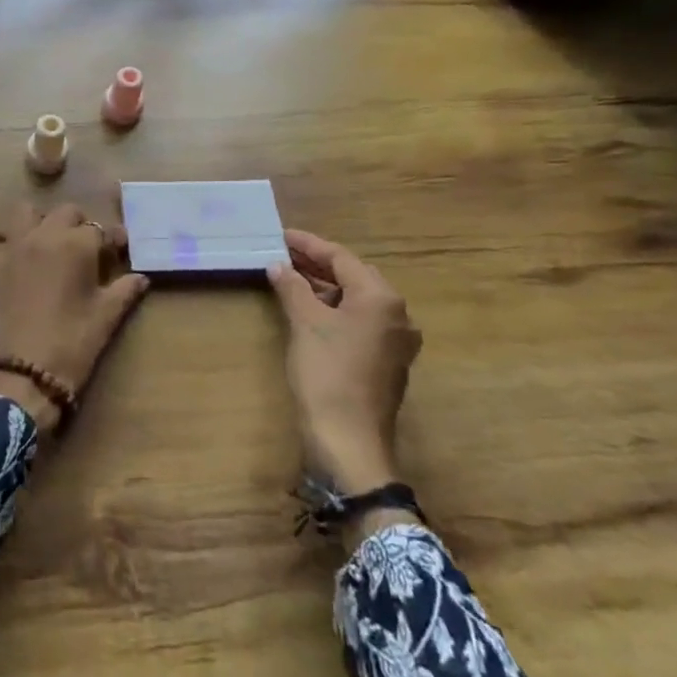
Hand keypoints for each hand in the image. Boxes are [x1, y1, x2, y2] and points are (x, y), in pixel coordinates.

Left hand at [0, 203, 149, 432]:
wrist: (23, 375)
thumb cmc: (72, 345)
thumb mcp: (106, 318)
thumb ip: (125, 291)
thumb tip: (141, 278)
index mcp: (76, 245)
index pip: (100, 230)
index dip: (111, 242)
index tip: (118, 254)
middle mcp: (43, 236)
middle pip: (66, 214)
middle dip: (79, 227)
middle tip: (86, 254)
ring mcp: (11, 249)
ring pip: (24, 212)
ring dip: (38, 222)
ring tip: (47, 244)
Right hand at [267, 231, 421, 492]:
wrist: (349, 442)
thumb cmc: (327, 373)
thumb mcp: (304, 323)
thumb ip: (292, 287)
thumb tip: (279, 265)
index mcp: (381, 298)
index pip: (341, 257)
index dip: (308, 245)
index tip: (281, 235)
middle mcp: (397, 314)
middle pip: (354, 276)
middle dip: (318, 264)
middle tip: (283, 254)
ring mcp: (395, 341)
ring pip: (357, 300)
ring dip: (326, 288)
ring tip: (291, 279)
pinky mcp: (387, 362)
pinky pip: (360, 322)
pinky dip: (335, 310)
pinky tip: (310, 311)